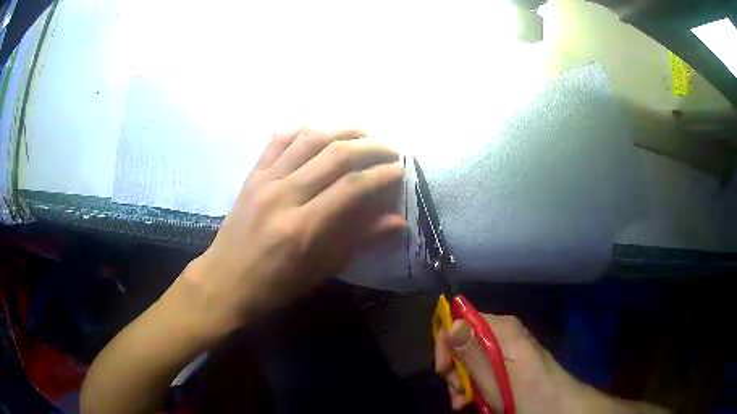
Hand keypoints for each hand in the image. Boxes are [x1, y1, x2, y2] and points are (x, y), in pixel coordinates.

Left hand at [179, 127, 405, 334]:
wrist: (224, 281)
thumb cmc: (274, 286)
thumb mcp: (320, 271)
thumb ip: (358, 241)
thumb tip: (397, 222)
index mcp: (302, 227)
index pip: (351, 187)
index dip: (381, 174)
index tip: (400, 170)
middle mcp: (283, 195)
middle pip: (334, 154)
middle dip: (370, 146)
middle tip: (390, 149)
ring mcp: (264, 180)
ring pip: (309, 138)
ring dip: (342, 130)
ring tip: (364, 134)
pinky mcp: (252, 174)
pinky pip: (279, 140)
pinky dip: (304, 129)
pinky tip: (321, 132)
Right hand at [435, 314, 598, 412]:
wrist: (558, 406)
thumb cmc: (525, 394)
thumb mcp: (492, 379)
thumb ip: (472, 352)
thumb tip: (452, 322)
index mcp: (501, 328)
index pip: (459, 319)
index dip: (445, 344)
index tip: (443, 371)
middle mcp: (504, 332)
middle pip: (464, 341)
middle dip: (454, 369)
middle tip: (457, 393)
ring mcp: (509, 346)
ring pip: (472, 357)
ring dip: (462, 381)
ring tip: (463, 403)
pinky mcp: (512, 360)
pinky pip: (485, 366)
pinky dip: (474, 383)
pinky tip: (472, 400)